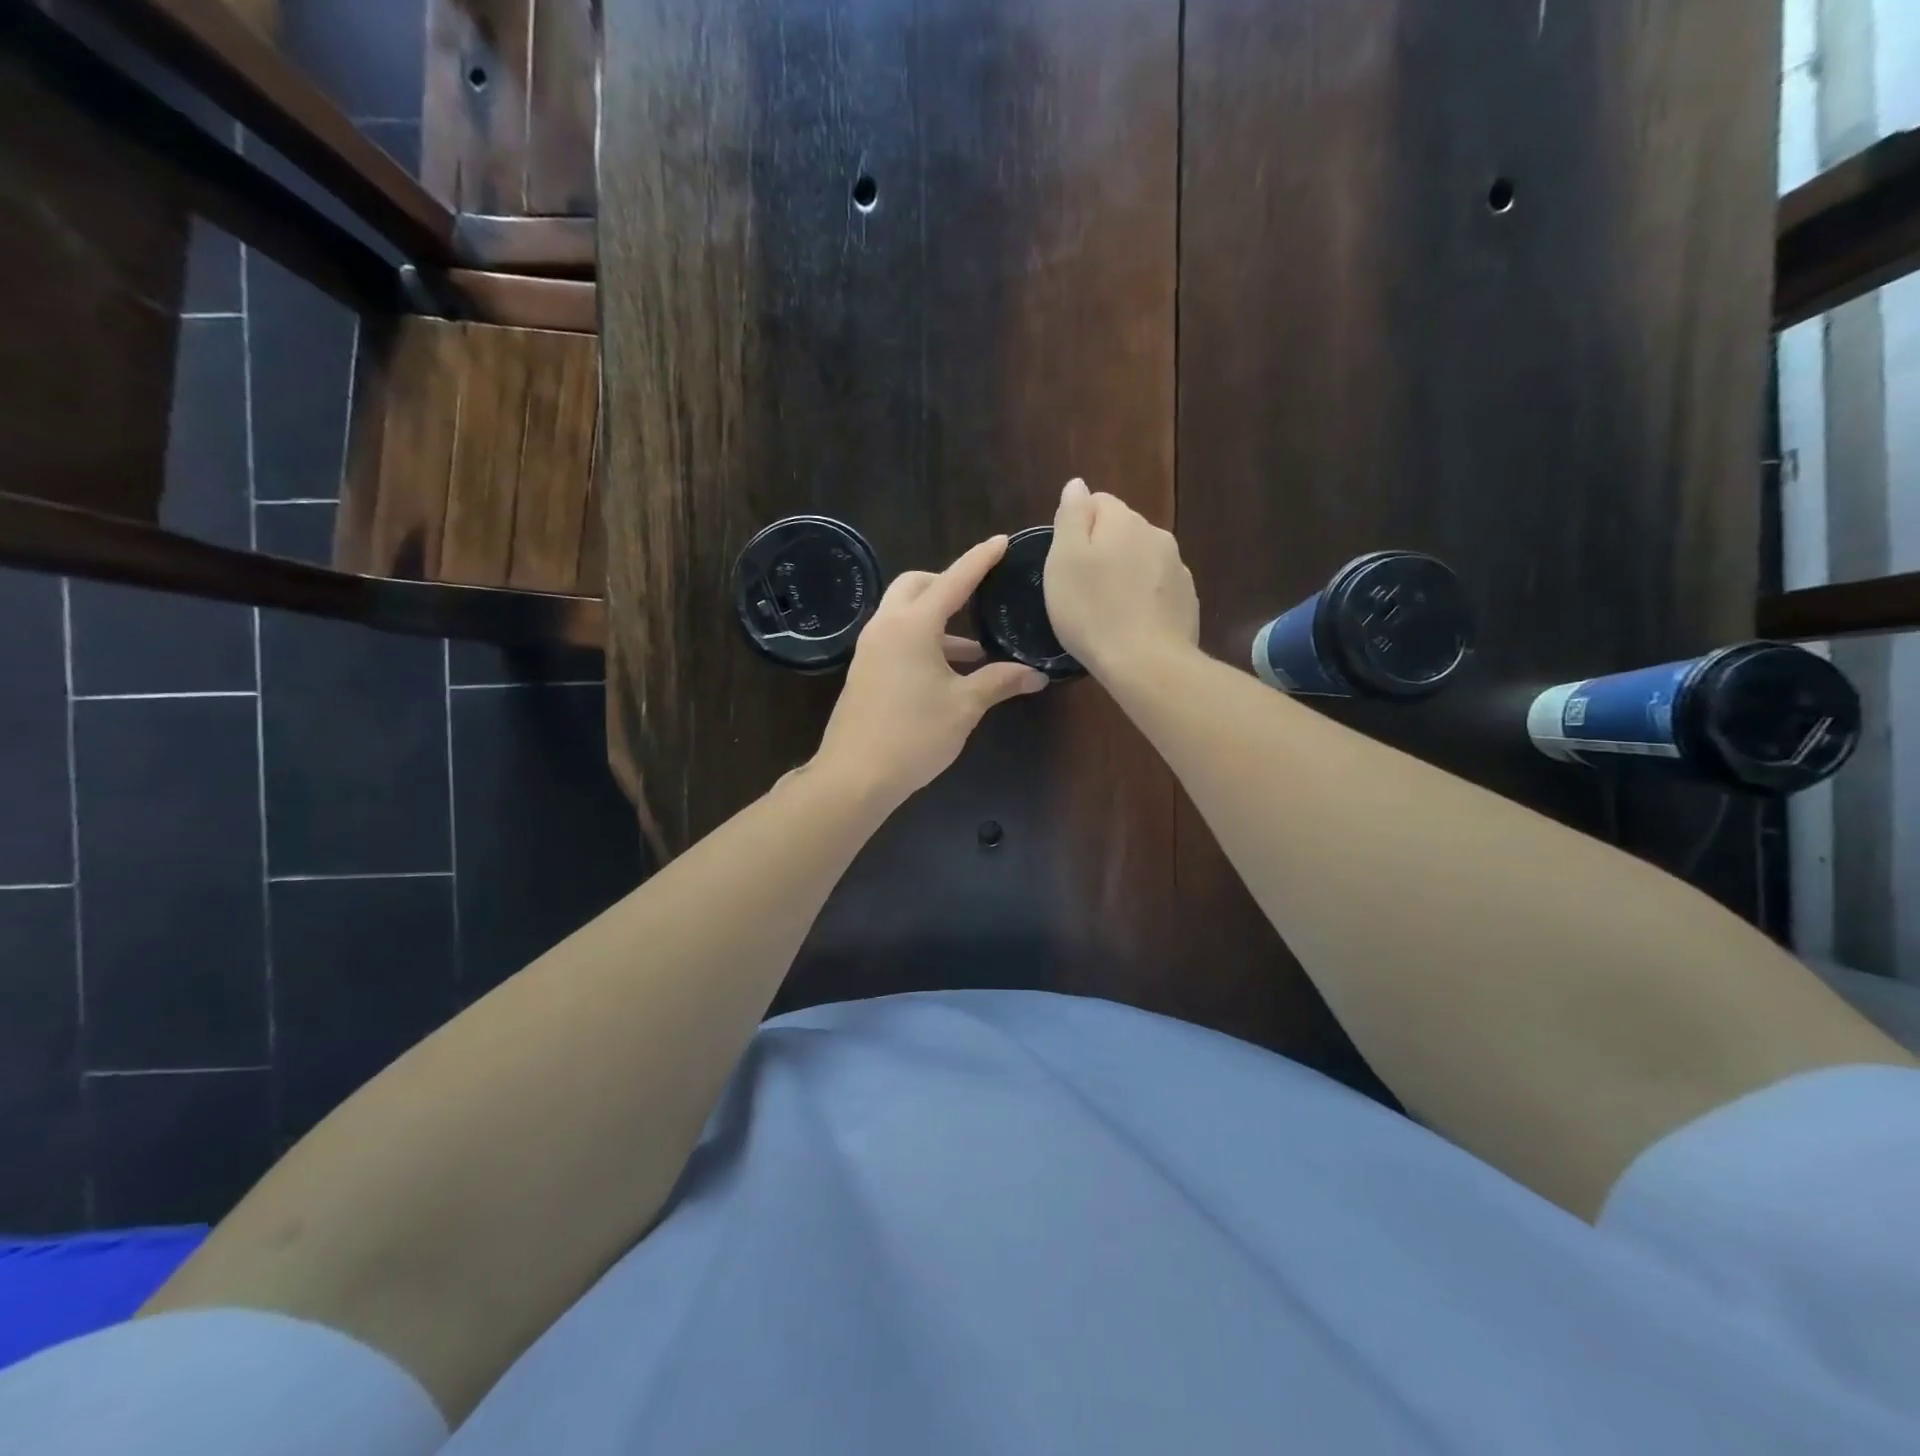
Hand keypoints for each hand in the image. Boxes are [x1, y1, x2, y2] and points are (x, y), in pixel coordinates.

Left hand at [813, 536, 1048, 800]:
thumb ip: (1000, 682)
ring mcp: (870, 648)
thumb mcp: (965, 706)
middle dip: (947, 583)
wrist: (854, 775)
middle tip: (978, 597)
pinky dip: (921, 640)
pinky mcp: (864, 670)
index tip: (1000, 541)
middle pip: (916, 585)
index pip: (953, 580)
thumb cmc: (914, 735)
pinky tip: (946, 673)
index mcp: (913, 625)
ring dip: (936, 619)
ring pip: (903, 613)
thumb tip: (1036, 674)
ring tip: (974, 651)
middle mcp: (886, 626)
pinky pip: (895, 637)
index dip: (980, 560)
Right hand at [1044, 478, 1198, 674]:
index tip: (1065, 562)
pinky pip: (1158, 589)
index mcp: (1124, 521)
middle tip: (1081, 588)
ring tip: (1106, 610)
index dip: (1077, 527)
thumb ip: (1072, 516)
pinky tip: (1130, 625)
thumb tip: (1078, 485)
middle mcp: (1157, 535)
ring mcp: (1178, 568)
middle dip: (1103, 550)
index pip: (1098, 502)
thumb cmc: (1092, 610)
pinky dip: (1143, 598)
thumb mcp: (1064, 560)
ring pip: (1142, 560)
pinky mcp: (1187, 601)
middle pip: (1122, 530)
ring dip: (1125, 574)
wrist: (1146, 663)